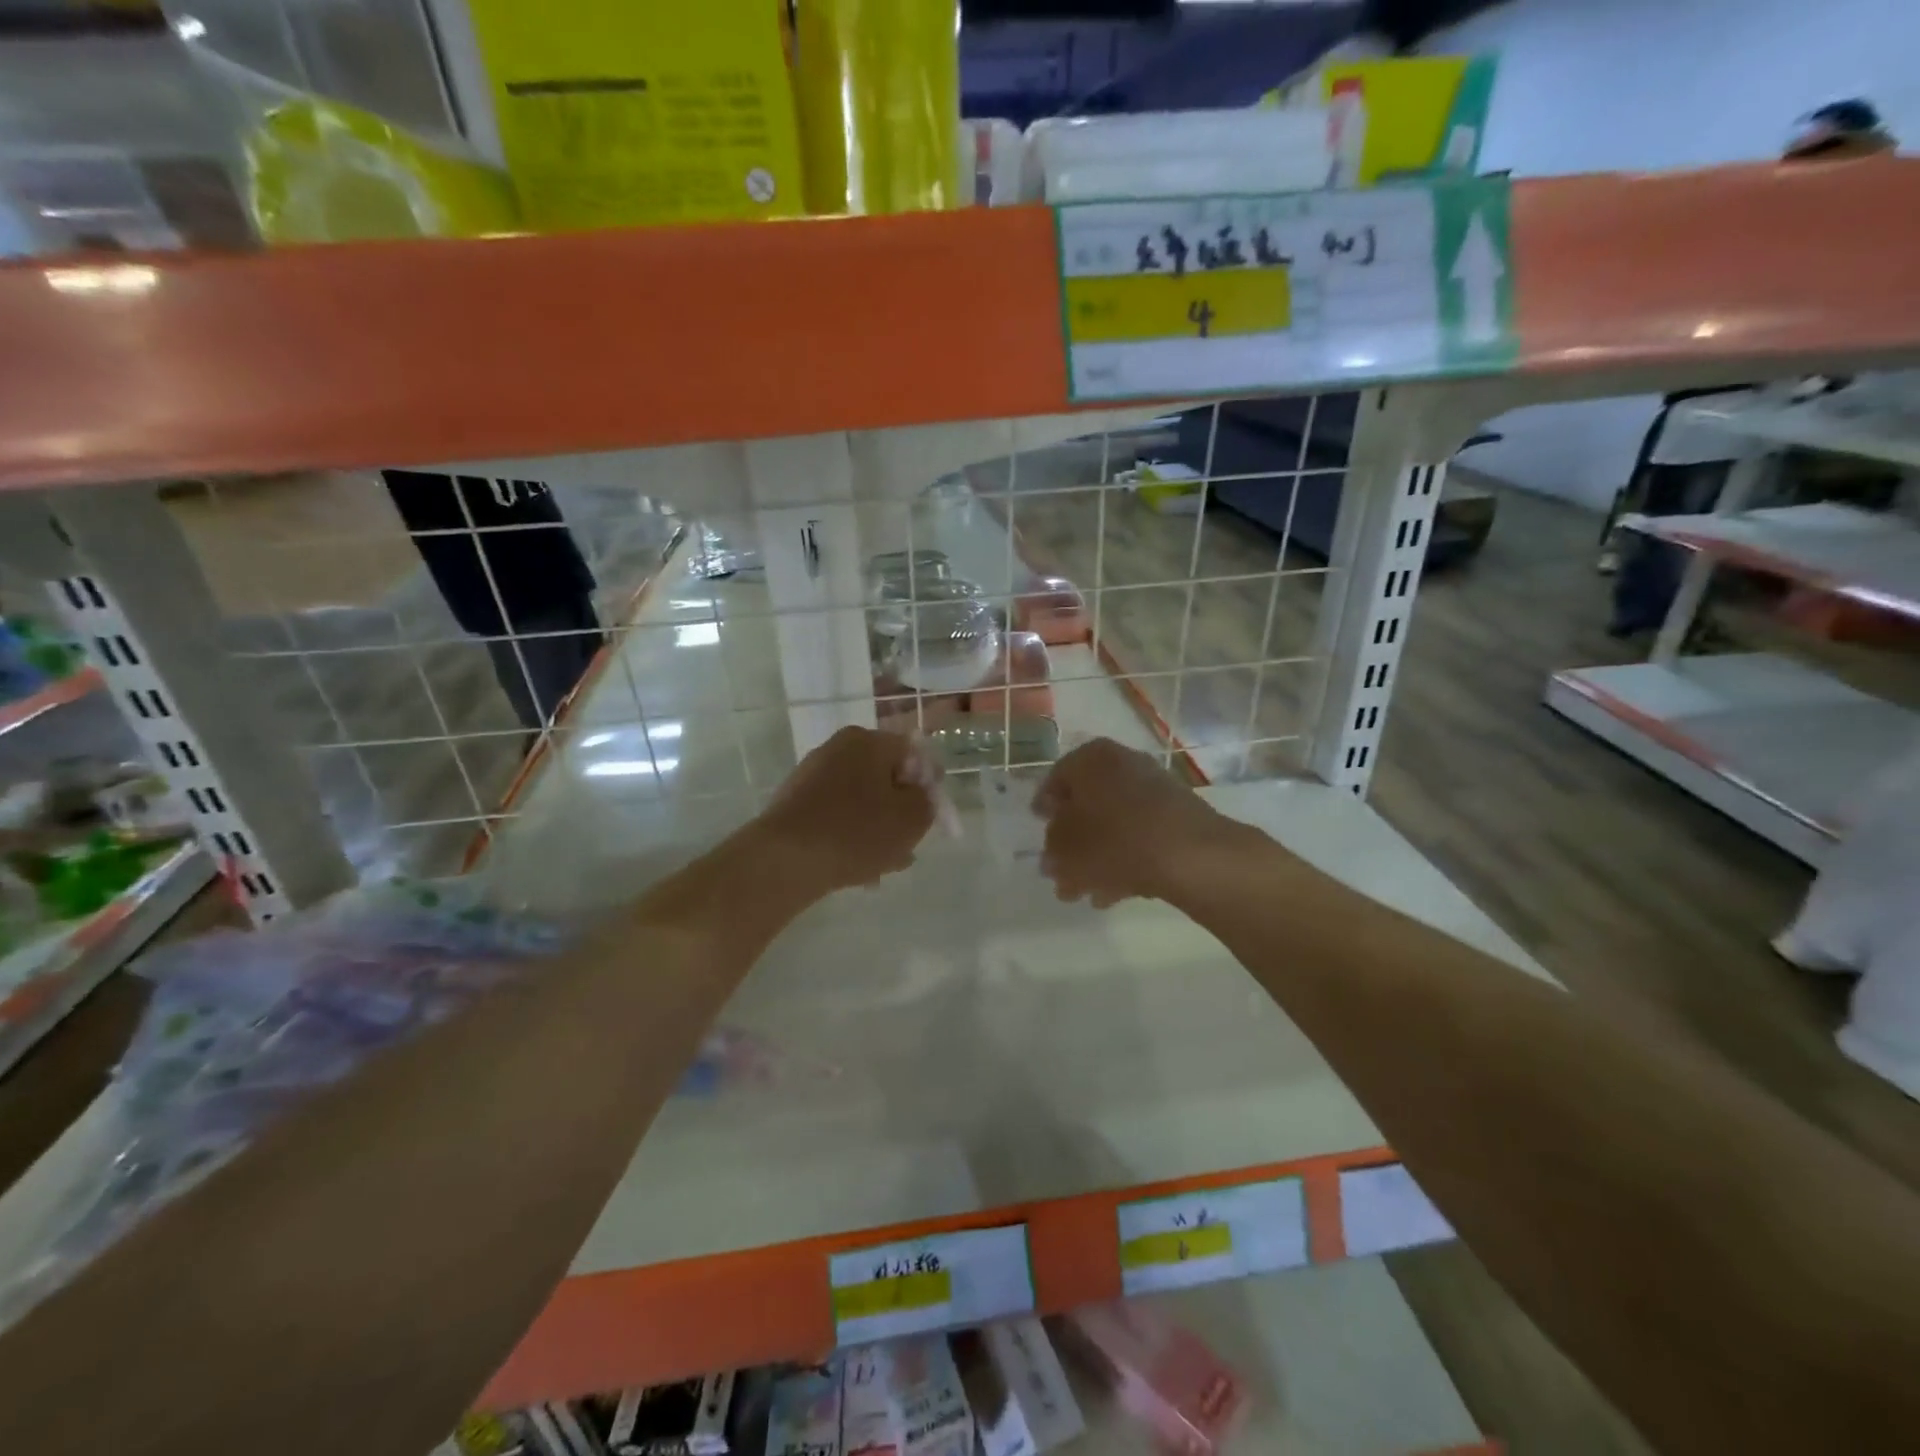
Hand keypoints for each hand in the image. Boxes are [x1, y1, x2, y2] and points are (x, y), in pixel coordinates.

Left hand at [754, 726, 938, 895]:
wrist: (784, 859)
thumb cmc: (857, 832)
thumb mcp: (911, 818)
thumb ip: (927, 800)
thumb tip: (920, 793)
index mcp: (869, 741)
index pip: (914, 755)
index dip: (930, 786)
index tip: (934, 818)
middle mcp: (839, 748)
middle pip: (885, 779)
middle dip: (900, 812)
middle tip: (910, 845)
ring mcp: (813, 774)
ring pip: (861, 801)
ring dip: (877, 829)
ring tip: (885, 866)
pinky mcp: (795, 802)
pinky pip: (836, 815)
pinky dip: (851, 836)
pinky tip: (858, 869)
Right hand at [1034, 738, 1228, 906]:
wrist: (1191, 854)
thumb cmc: (1114, 840)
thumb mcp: (1066, 848)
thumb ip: (1052, 849)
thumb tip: (1052, 856)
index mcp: (1089, 758)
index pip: (1056, 779)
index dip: (1044, 809)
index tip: (1041, 832)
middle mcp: (1122, 763)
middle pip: (1087, 804)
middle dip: (1073, 841)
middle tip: (1061, 871)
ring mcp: (1154, 787)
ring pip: (1114, 823)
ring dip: (1097, 857)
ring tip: (1086, 892)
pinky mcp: (1178, 814)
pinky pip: (1140, 835)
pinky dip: (1125, 859)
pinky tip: (1116, 892)